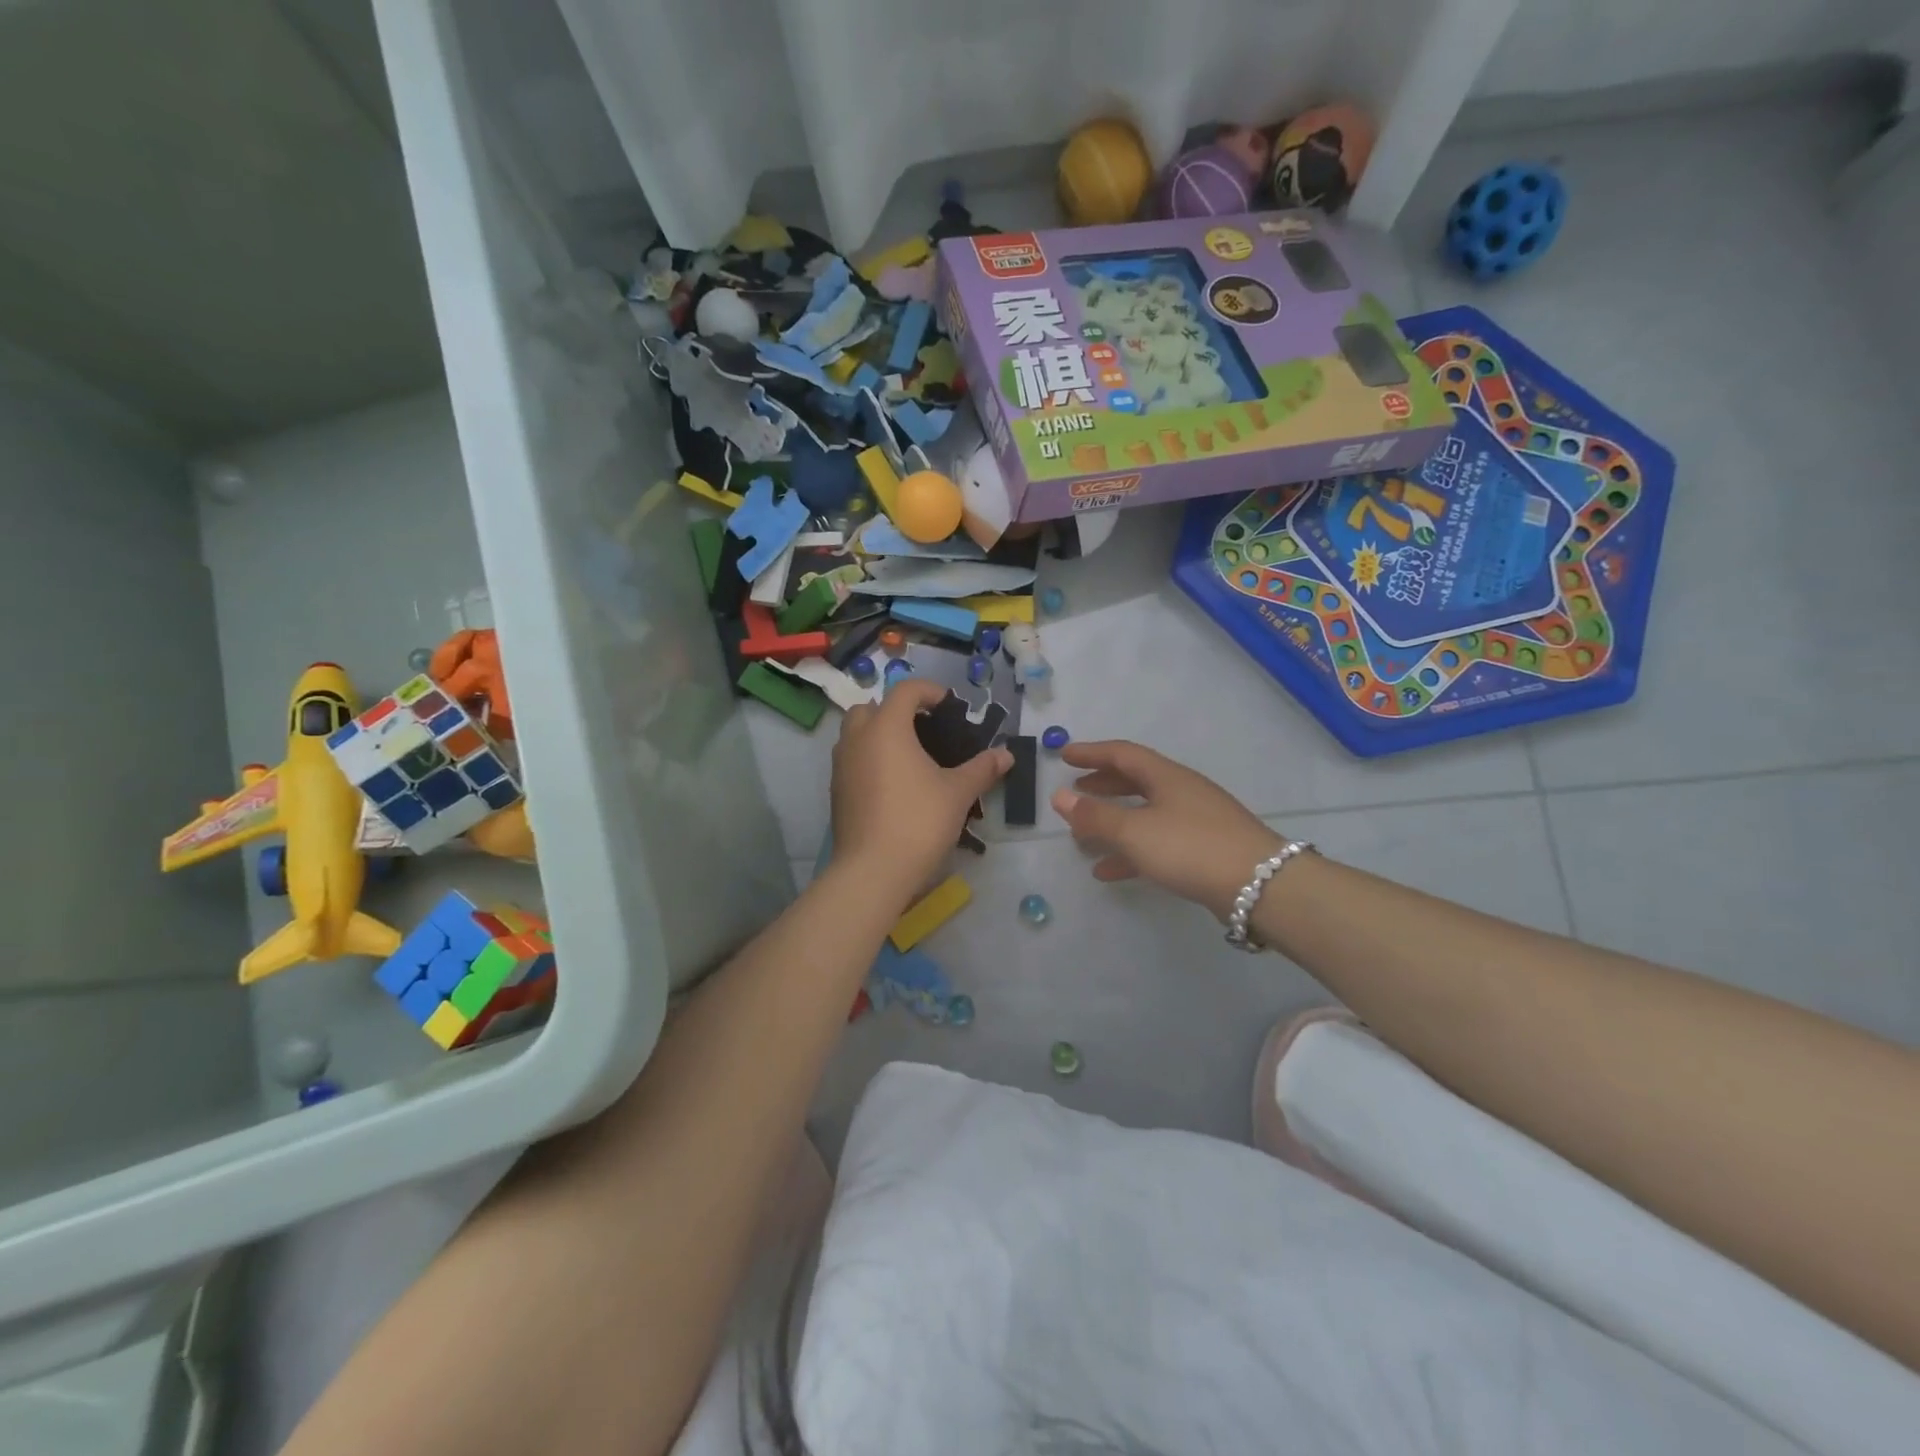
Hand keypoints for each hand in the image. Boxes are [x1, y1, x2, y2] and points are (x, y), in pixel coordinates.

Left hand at [831, 680, 1011, 906]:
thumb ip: (982, 768)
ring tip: (910, 758)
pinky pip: (852, 760)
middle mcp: (857, 739)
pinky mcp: (836, 791)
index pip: (905, 690)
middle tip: (924, 730)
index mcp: (886, 728)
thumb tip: (1006, 754)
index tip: (950, 707)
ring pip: (856, 734)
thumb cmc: (919, 822)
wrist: (873, 871)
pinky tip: (894, 785)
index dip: (930, 691)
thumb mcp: (958, 793)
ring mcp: (841, 766)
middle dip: (896, 711)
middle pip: (871, 707)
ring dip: (879, 734)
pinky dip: (870, 759)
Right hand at [1051, 741, 1282, 919]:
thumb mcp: (1134, 832)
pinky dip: (1130, 851)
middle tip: (1076, 790)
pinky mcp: (1204, 850)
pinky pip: (1157, 842)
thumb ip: (1094, 816)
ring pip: (1145, 813)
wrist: (1260, 886)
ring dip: (1113, 821)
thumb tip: (1059, 796)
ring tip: (1083, 836)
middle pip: (1135, 780)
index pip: (1123, 754)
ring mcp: (1196, 821)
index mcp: (1166, 777)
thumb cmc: (1190, 847)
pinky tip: (1108, 871)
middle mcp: (1182, 791)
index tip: (1064, 755)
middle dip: (1103, 785)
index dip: (1092, 752)